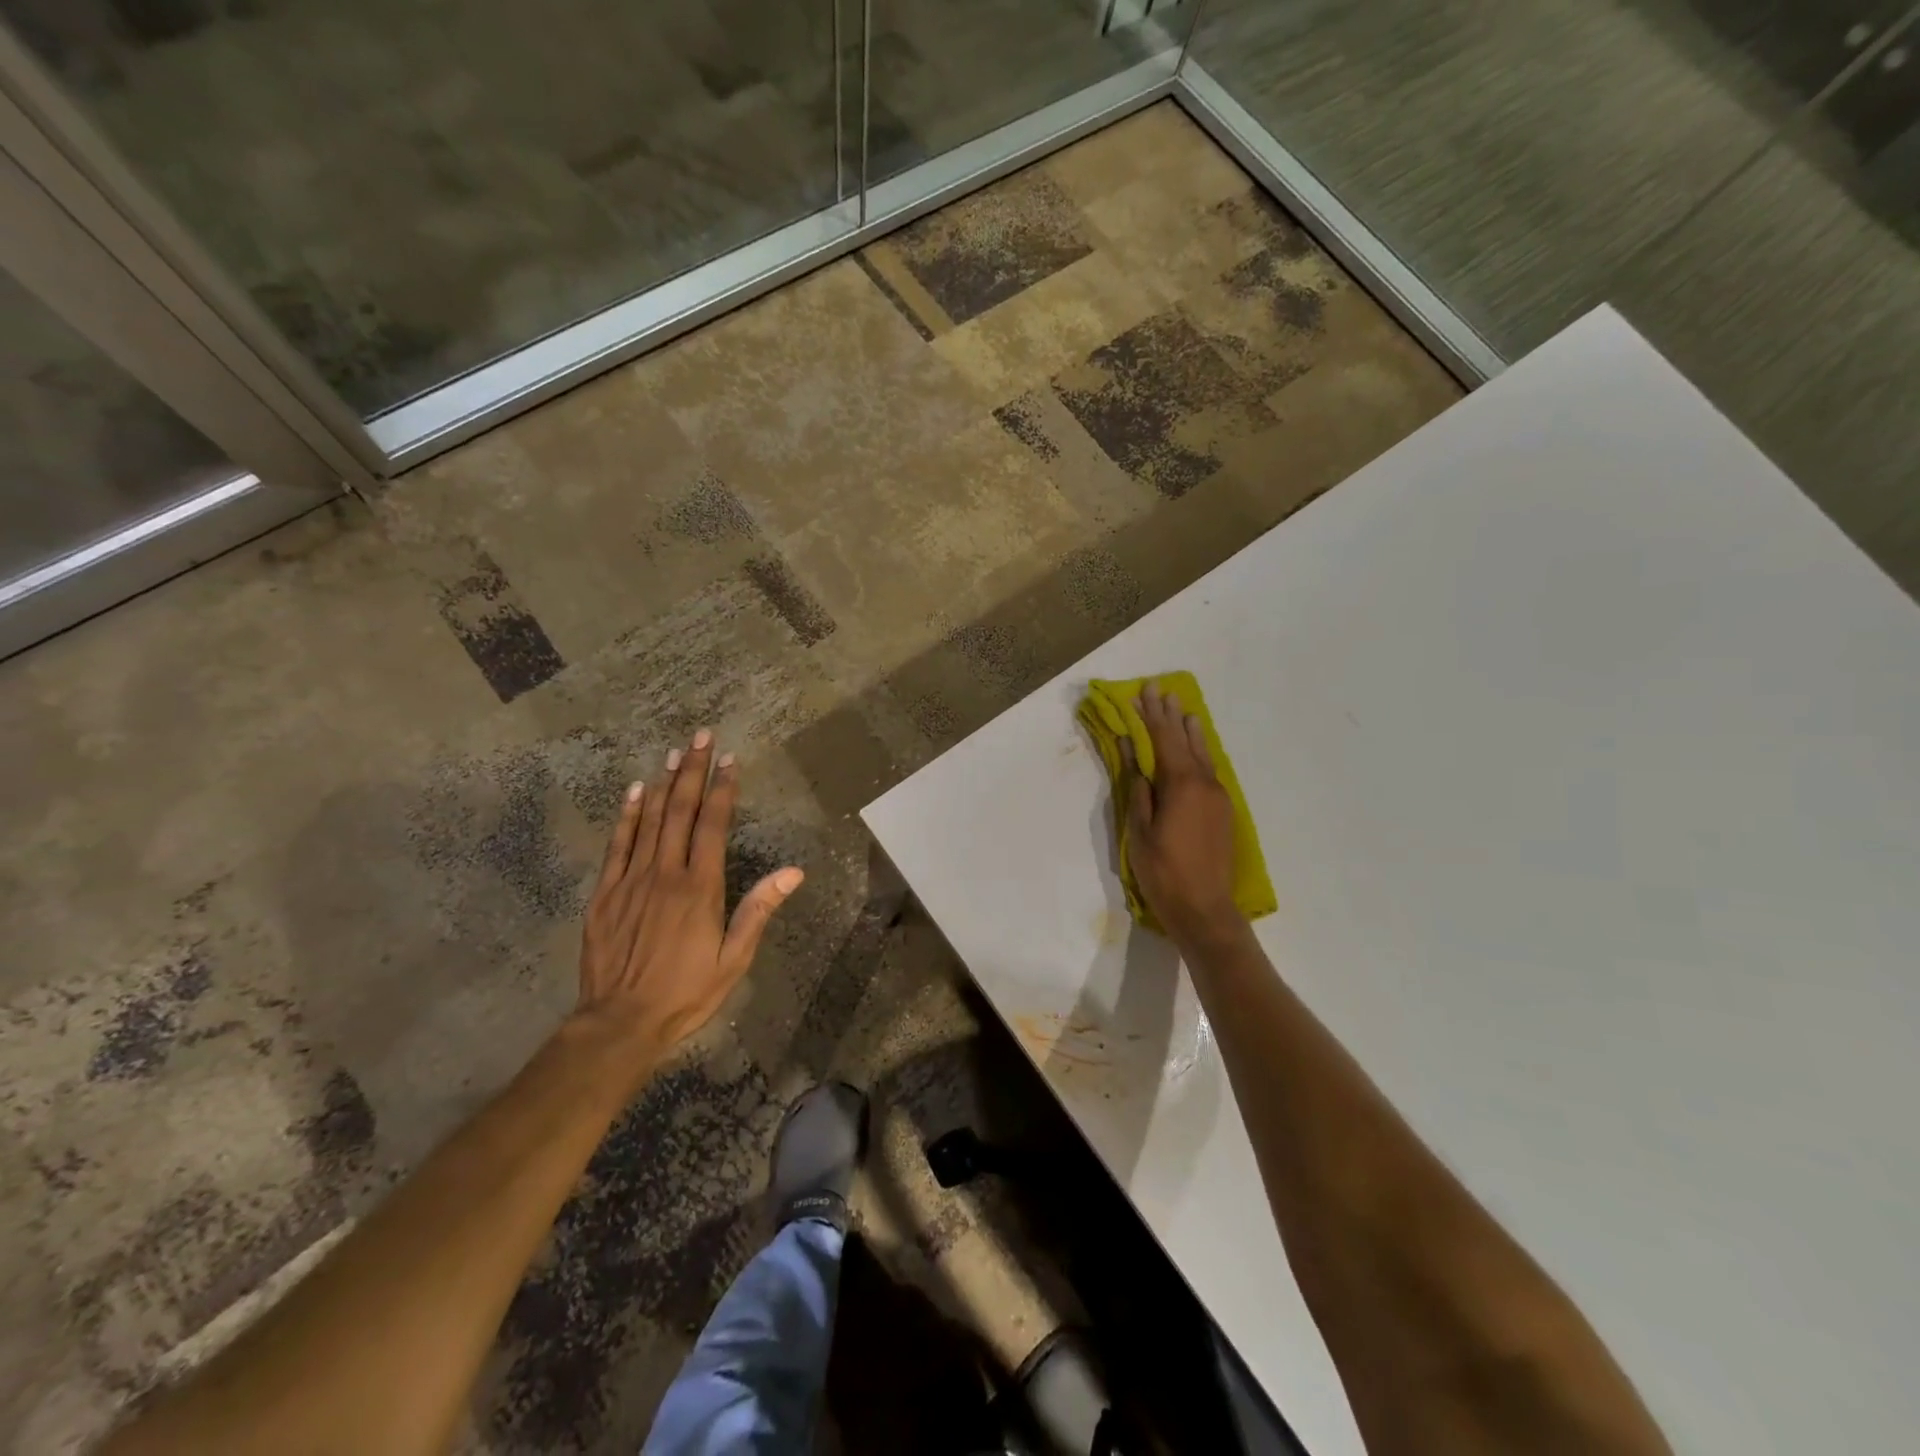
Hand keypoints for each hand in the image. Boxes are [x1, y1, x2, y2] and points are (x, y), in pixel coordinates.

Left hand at [575, 730, 802, 1067]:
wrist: (619, 1023)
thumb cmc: (686, 992)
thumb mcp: (734, 958)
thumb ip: (759, 910)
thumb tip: (794, 871)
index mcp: (700, 887)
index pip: (713, 825)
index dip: (723, 789)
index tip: (730, 760)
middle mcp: (665, 873)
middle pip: (681, 811)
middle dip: (693, 771)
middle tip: (701, 737)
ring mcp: (631, 880)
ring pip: (649, 820)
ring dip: (664, 783)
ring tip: (674, 753)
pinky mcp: (604, 894)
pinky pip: (617, 844)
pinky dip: (627, 815)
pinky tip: (635, 791)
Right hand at [1124, 682, 1243, 947]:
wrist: (1205, 909)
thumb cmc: (1163, 872)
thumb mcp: (1140, 831)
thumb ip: (1138, 790)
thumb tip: (1131, 755)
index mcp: (1181, 785)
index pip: (1163, 740)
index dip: (1151, 716)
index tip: (1143, 692)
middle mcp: (1204, 783)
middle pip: (1184, 741)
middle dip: (1170, 716)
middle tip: (1160, 691)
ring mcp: (1218, 797)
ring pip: (1202, 755)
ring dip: (1189, 732)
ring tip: (1183, 711)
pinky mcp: (1223, 812)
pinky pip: (1209, 770)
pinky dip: (1198, 753)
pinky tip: (1195, 750)